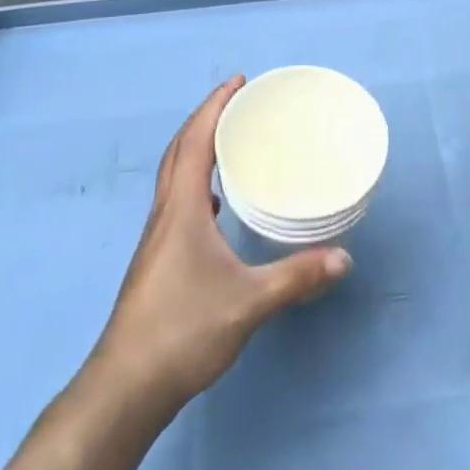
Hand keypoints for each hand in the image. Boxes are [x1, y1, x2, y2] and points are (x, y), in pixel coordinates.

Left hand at [93, 77, 351, 415]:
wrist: (125, 388)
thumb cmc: (183, 331)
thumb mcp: (248, 302)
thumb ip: (296, 278)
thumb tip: (344, 258)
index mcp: (181, 209)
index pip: (195, 141)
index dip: (215, 107)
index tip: (238, 81)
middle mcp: (164, 214)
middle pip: (179, 150)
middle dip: (205, 119)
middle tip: (236, 101)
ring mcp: (156, 238)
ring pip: (174, 176)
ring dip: (196, 148)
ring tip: (227, 141)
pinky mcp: (157, 260)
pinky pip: (176, 201)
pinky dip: (195, 183)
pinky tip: (213, 204)